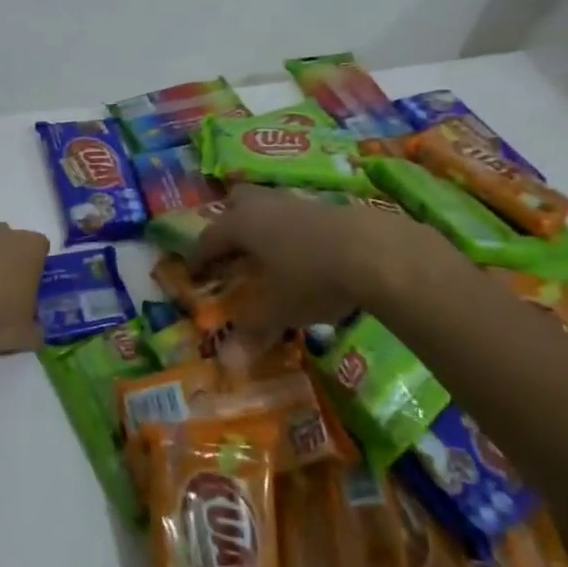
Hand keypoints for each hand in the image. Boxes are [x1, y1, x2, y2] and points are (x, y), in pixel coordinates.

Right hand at [188, 184, 464, 337]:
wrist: (375, 251)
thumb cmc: (312, 278)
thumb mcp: (280, 310)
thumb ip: (252, 332)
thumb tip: (226, 365)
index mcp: (241, 224)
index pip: (209, 238)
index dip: (199, 257)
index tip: (193, 273)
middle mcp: (264, 205)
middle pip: (237, 203)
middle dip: (229, 224)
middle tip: (230, 252)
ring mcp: (298, 202)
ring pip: (269, 206)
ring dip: (264, 226)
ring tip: (269, 255)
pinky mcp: (329, 207)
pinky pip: (297, 216)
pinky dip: (292, 232)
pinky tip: (305, 255)